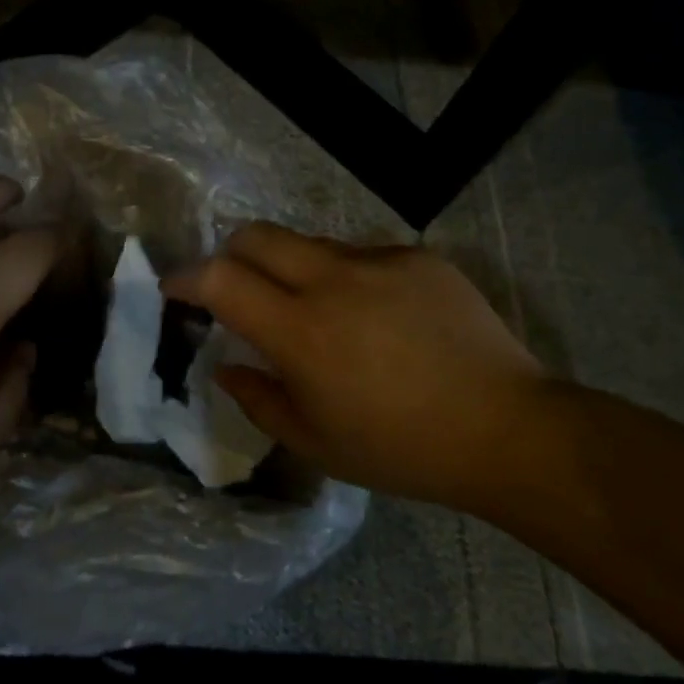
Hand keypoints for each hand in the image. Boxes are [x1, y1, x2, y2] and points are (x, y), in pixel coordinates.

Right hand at [163, 223, 552, 509]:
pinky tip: (378, 318)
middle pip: (256, 235)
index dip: (185, 277)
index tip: (175, 289)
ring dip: (292, 269)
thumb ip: (258, 399)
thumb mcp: (315, 443)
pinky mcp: (418, 257)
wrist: (507, 429)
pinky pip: (363, 256)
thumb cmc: (401, 448)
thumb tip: (226, 368)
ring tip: (317, 312)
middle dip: (230, 253)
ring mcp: (379, 261)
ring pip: (310, 243)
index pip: (220, 277)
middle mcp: (332, 280)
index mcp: (300, 330)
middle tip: (235, 288)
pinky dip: (348, 279)